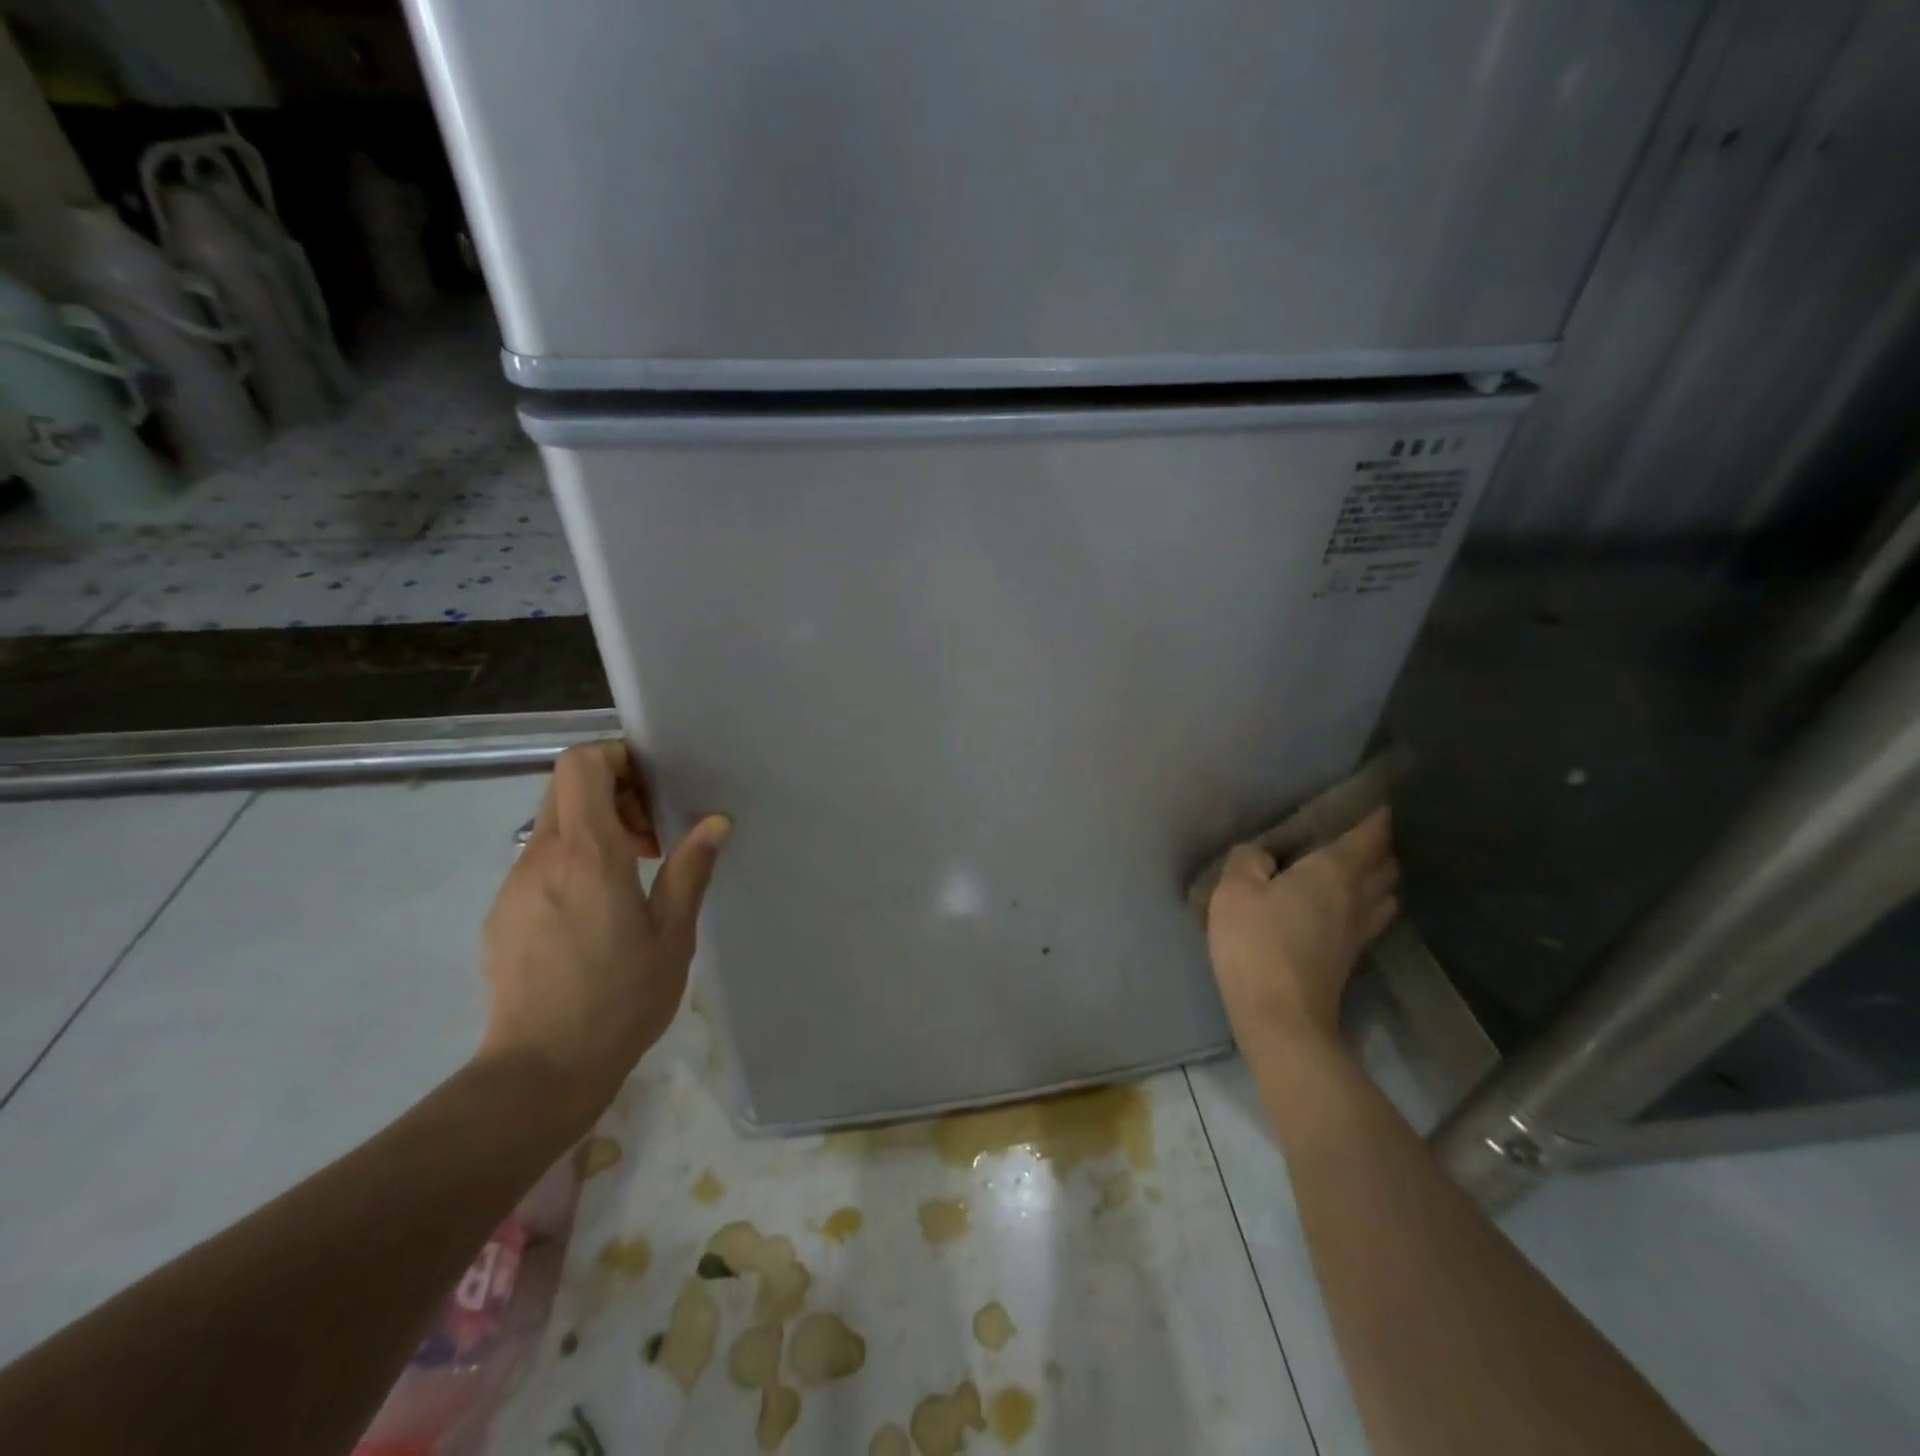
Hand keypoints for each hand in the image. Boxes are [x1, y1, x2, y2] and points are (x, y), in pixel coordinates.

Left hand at [478, 741, 729, 1129]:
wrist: (539, 1072)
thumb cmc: (620, 1000)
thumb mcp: (672, 934)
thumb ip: (690, 869)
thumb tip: (715, 822)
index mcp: (587, 855)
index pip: (581, 765)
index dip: (616, 758)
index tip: (652, 790)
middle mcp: (541, 858)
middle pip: (565, 787)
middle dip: (612, 792)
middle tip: (651, 837)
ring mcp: (514, 886)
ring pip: (552, 824)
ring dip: (595, 829)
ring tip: (630, 876)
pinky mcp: (501, 914)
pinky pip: (539, 862)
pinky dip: (572, 862)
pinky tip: (597, 912)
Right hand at [1206, 807, 1397, 1054]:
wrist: (1281, 1017)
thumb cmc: (1256, 943)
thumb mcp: (1234, 890)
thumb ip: (1248, 859)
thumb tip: (1262, 853)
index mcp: (1333, 871)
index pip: (1369, 833)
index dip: (1378, 812)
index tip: (1381, 794)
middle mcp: (1357, 895)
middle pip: (1387, 862)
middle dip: (1382, 841)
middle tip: (1364, 827)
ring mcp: (1360, 929)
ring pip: (1386, 891)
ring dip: (1381, 873)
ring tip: (1360, 863)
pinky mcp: (1352, 956)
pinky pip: (1373, 914)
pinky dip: (1370, 899)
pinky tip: (1349, 902)